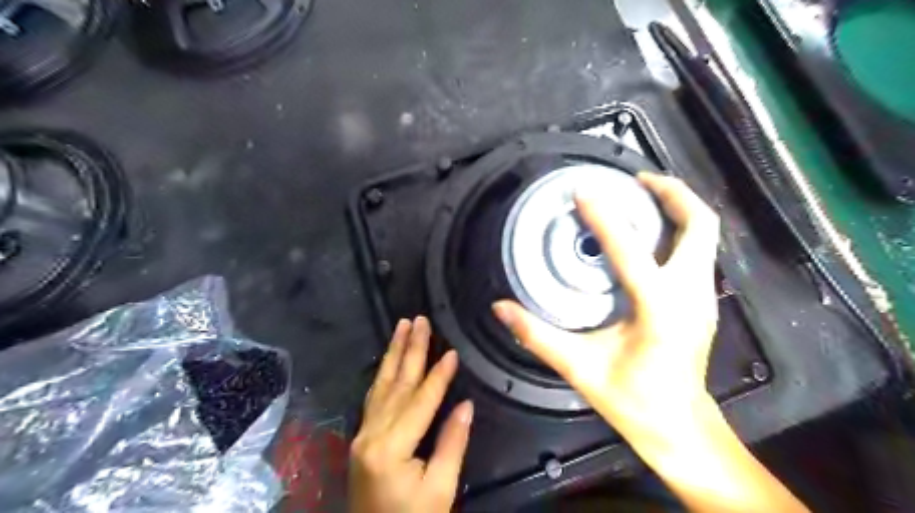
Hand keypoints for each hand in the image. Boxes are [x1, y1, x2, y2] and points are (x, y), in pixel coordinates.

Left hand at [349, 317, 470, 512]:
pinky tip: (388, 360)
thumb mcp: (440, 489)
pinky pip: (374, 397)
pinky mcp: (362, 438)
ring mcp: (363, 434)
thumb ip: (452, 443)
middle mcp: (371, 433)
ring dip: (393, 353)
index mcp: (391, 447)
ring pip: (381, 385)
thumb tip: (465, 404)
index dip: (439, 375)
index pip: (420, 401)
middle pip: (397, 384)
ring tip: (401, 326)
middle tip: (419, 320)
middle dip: (410, 349)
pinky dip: (383, 374)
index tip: (452, 351)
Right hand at [490, 170, 717, 439]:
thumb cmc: (634, 401)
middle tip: (635, 179)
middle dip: (670, 193)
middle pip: (699, 224)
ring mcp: (703, 298)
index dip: (605, 216)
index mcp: (661, 310)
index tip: (584, 192)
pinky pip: (698, 250)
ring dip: (677, 208)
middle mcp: (690, 295)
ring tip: (641, 195)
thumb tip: (501, 308)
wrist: (680, 427)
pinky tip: (648, 233)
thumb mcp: (580, 368)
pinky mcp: (701, 302)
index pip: (631, 250)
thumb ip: (537, 336)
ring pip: (705, 235)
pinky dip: (678, 229)